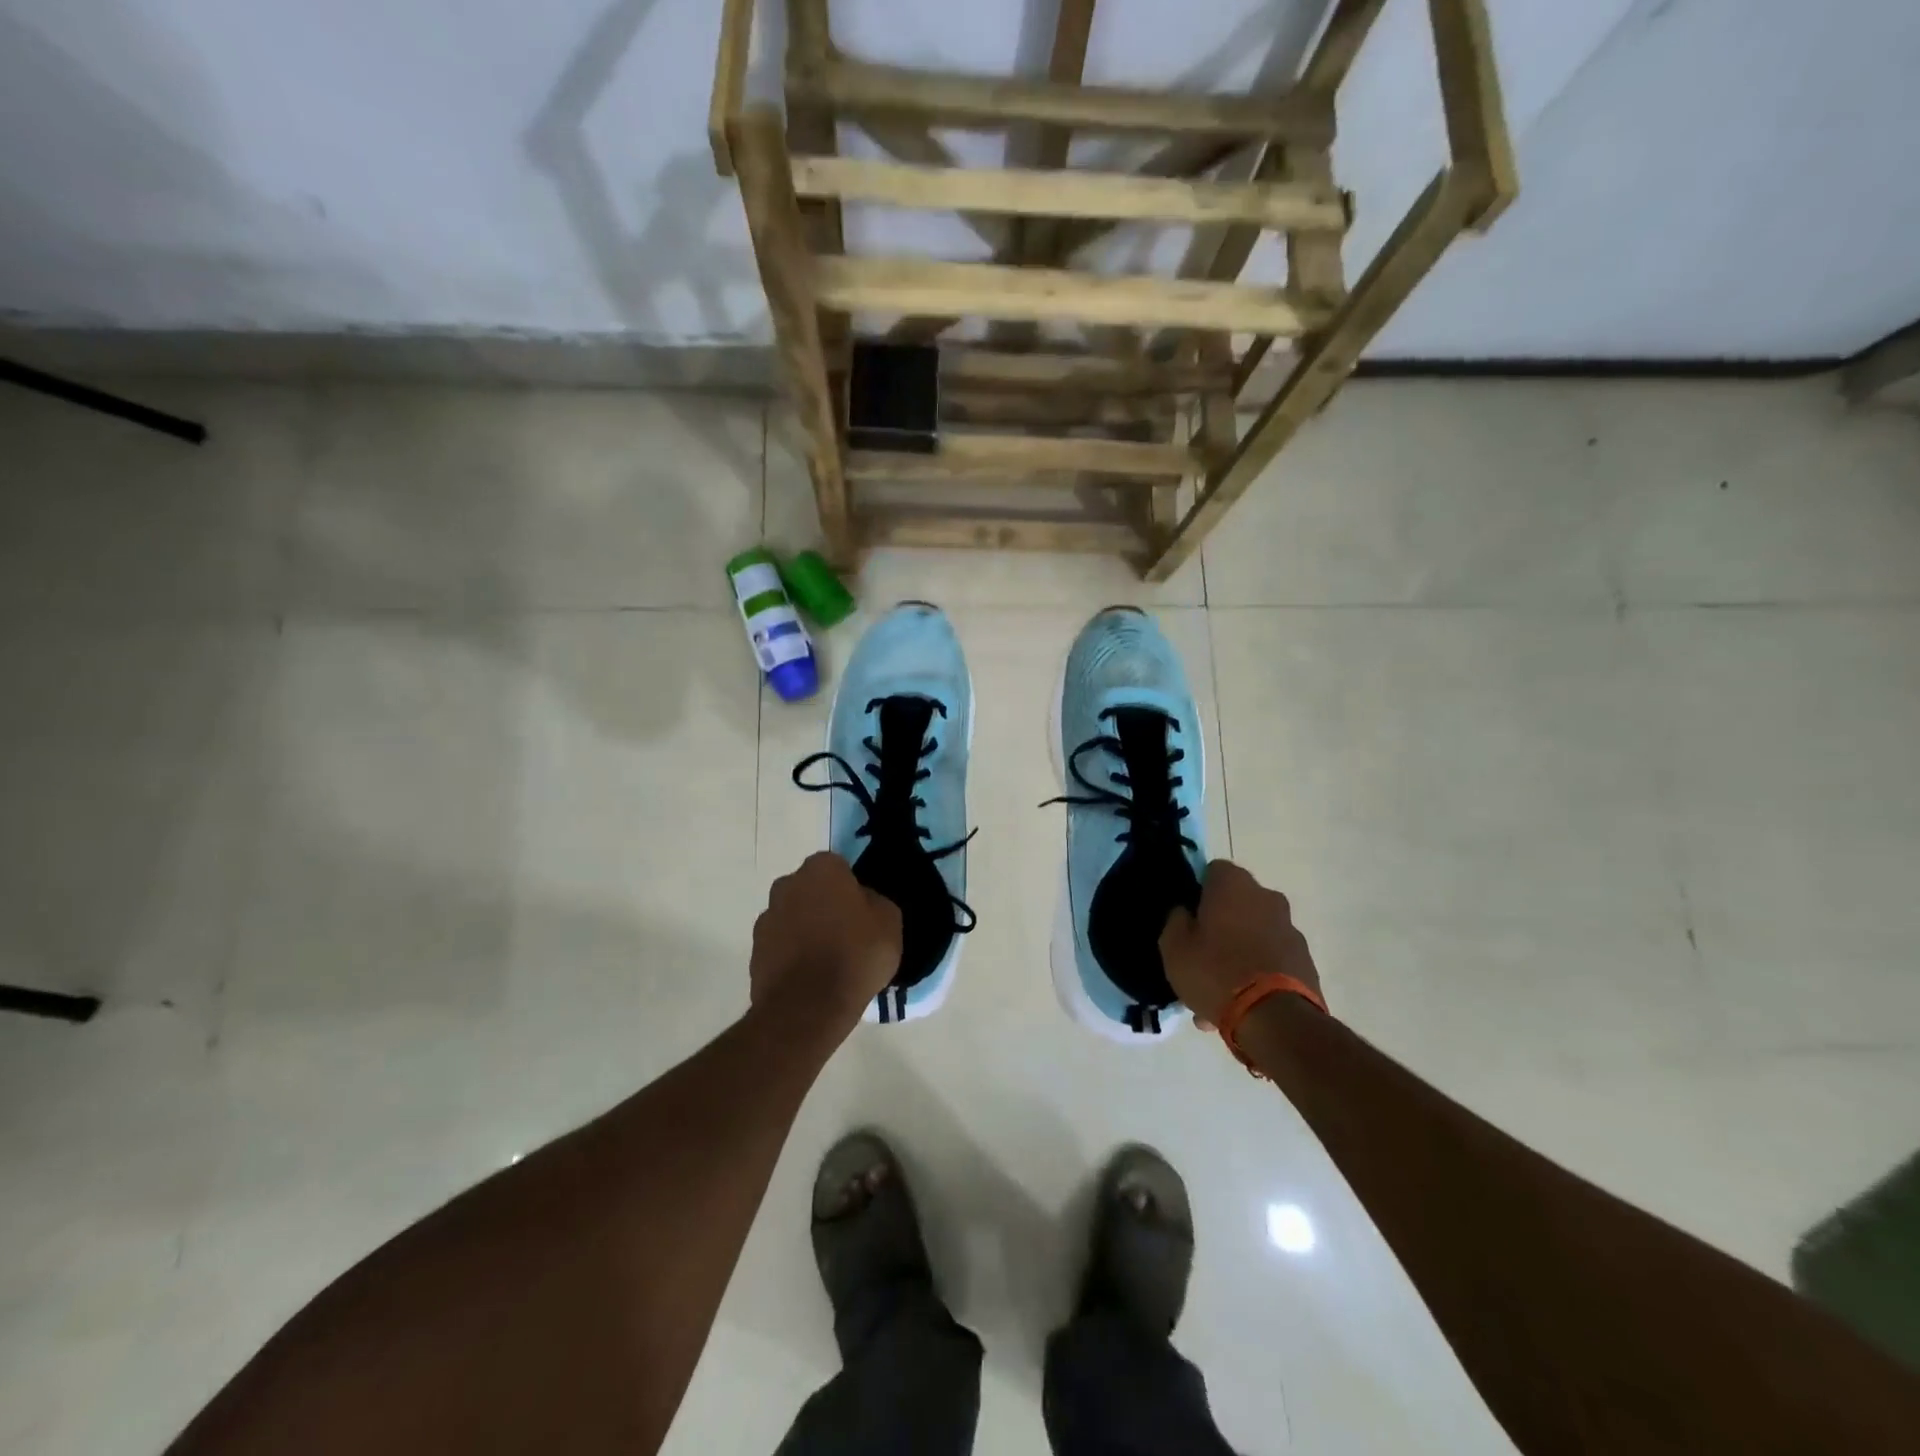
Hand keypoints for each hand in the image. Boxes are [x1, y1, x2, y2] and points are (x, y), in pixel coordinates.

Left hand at [751, 852, 901, 1032]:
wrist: (808, 1006)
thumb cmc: (855, 954)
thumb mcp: (890, 922)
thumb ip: (875, 902)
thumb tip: (863, 901)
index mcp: (821, 869)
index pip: (838, 867)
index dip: (851, 888)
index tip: (862, 912)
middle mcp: (787, 884)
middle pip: (811, 889)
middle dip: (824, 904)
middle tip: (846, 933)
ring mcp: (766, 918)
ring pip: (793, 916)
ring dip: (806, 930)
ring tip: (827, 961)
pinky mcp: (755, 951)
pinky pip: (781, 945)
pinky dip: (792, 955)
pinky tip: (810, 978)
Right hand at [1160, 860, 1323, 1025]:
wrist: (1276, 1020)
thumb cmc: (1215, 972)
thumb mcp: (1174, 947)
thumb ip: (1175, 920)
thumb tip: (1185, 912)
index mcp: (1234, 884)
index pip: (1212, 871)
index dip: (1197, 892)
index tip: (1187, 918)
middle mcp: (1267, 897)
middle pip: (1236, 904)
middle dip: (1219, 925)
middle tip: (1200, 955)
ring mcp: (1290, 929)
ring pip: (1253, 934)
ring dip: (1237, 952)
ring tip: (1218, 990)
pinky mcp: (1305, 960)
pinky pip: (1270, 959)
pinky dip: (1257, 972)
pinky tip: (1240, 1003)